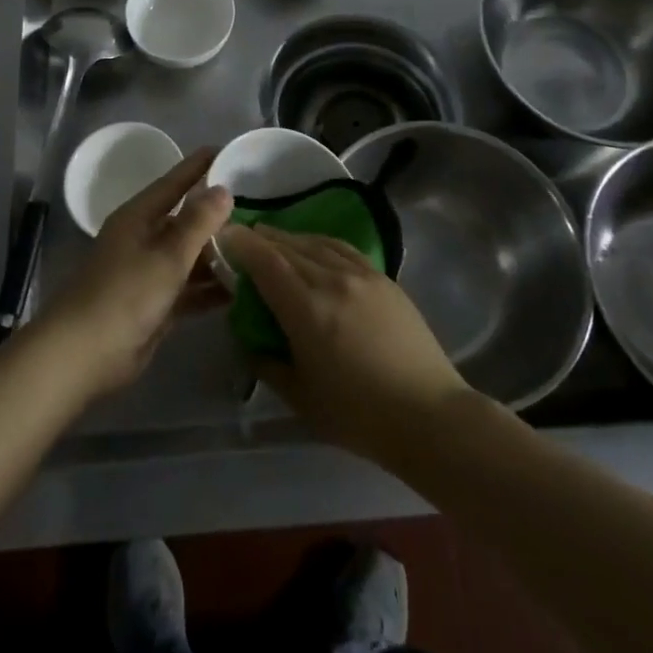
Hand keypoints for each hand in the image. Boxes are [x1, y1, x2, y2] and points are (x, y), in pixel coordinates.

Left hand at [35, 148, 232, 399]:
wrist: (82, 355)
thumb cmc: (124, 295)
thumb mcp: (167, 255)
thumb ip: (198, 222)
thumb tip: (223, 189)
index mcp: (139, 217)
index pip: (174, 182)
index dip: (199, 166)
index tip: (227, 150)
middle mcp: (143, 239)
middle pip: (185, 220)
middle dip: (217, 216)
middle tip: (257, 206)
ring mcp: (147, 273)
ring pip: (189, 257)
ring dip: (217, 256)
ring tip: (257, 248)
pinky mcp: (154, 306)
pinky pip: (188, 289)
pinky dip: (210, 289)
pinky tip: (240, 290)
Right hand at [217, 224, 471, 464]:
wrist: (429, 416)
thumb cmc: (359, 415)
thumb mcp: (300, 397)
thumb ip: (267, 362)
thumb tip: (249, 337)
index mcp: (307, 308)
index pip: (265, 261)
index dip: (241, 245)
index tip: (223, 237)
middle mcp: (331, 279)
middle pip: (287, 246)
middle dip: (260, 239)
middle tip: (242, 239)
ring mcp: (361, 274)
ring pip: (315, 243)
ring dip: (288, 238)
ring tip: (272, 239)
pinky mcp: (383, 277)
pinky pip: (341, 248)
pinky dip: (318, 242)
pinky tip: (313, 248)